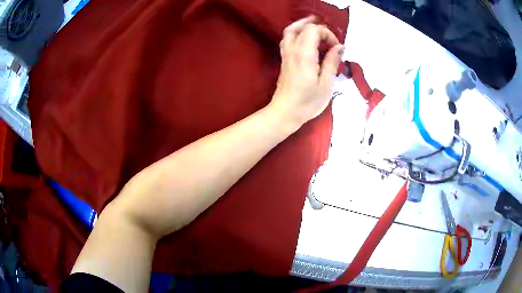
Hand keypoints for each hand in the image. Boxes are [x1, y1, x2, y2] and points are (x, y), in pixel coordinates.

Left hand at [270, 16, 343, 127]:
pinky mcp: (284, 59)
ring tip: (316, 27)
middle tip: (329, 38)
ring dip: (303, 26)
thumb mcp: (326, 84)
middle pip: (303, 27)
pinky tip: (305, 39)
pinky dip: (296, 33)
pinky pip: (287, 39)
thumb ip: (332, 62)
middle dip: (318, 28)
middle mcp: (293, 50)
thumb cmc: (308, 102)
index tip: (336, 48)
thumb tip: (339, 47)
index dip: (327, 34)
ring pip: (290, 30)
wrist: (285, 112)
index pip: (314, 30)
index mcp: (304, 54)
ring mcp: (286, 54)